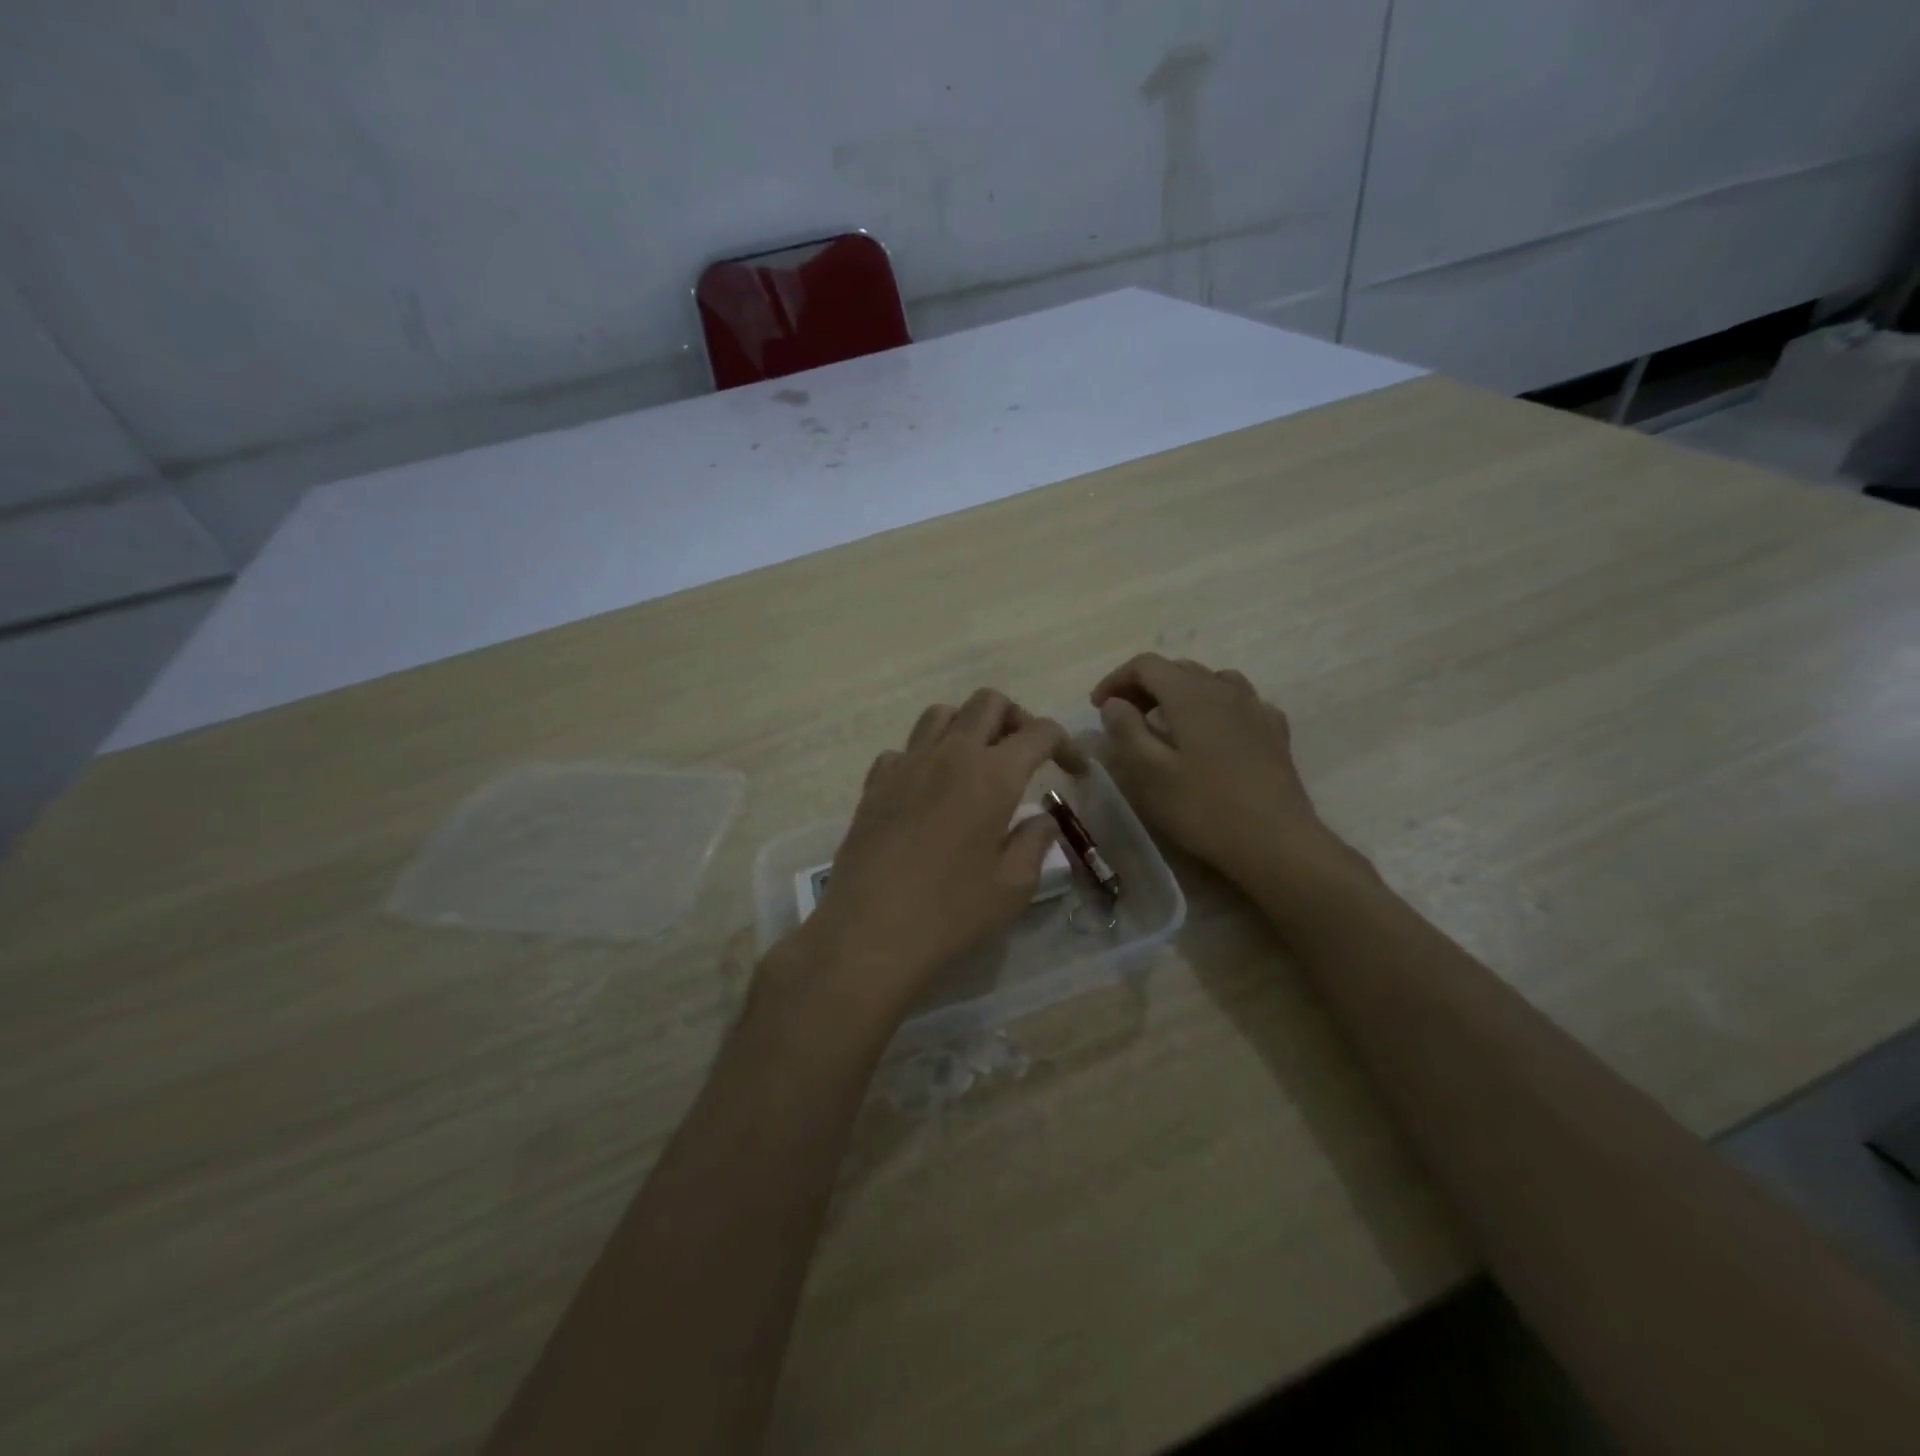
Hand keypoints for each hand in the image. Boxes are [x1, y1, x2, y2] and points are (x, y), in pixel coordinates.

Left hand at [781, 689, 1085, 1027]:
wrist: (869, 931)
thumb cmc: (951, 912)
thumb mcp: (1013, 886)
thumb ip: (1035, 842)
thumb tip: (1040, 819)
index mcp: (992, 775)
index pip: (1040, 732)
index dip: (1066, 744)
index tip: (1075, 771)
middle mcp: (949, 754)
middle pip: (988, 702)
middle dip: (1016, 718)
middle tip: (1025, 754)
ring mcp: (906, 764)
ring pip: (941, 714)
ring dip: (967, 726)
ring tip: (976, 763)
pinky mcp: (875, 783)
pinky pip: (904, 749)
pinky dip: (924, 756)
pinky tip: (928, 790)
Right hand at [1090, 653, 1355, 883]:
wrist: (1276, 842)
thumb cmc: (1203, 808)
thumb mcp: (1149, 773)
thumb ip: (1126, 730)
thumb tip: (1114, 703)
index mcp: (1189, 694)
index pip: (1146, 665)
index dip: (1116, 679)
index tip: (1097, 706)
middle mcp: (1224, 689)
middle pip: (1178, 669)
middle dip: (1145, 685)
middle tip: (1124, 717)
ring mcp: (1255, 708)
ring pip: (1211, 681)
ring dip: (1181, 692)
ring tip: (1167, 722)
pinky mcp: (1274, 732)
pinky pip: (1240, 702)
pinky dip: (1215, 706)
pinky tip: (1213, 733)